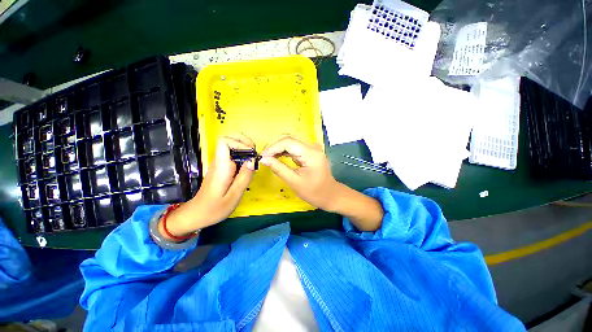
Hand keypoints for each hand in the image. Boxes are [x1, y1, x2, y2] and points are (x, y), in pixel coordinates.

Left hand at [159, 133, 254, 239]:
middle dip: (245, 142)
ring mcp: (220, 163)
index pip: (224, 141)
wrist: (197, 214)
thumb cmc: (214, 208)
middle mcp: (219, 161)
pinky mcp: (222, 167)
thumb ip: (244, 178)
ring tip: (254, 160)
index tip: (251, 154)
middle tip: (255, 155)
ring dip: (245, 148)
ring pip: (232, 145)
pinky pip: (233, 154)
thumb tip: (252, 161)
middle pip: (229, 138)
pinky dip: (243, 155)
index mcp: (221, 167)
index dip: (240, 143)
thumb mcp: (234, 196)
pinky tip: (248, 166)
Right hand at [260, 136, 339, 211]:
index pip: (288, 142)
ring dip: (277, 148)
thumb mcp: (294, 182)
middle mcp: (312, 146)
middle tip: (263, 157)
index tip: (262, 156)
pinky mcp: (309, 151)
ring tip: (267, 158)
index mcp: (311, 153)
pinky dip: (283, 151)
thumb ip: (278, 168)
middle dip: (274, 146)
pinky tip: (276, 157)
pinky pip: (294, 147)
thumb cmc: (314, 191)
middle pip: (288, 139)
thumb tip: (263, 159)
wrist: (329, 194)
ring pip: (290, 141)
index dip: (272, 147)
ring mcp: (311, 148)